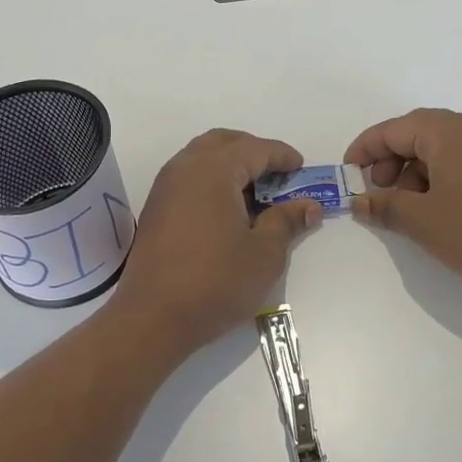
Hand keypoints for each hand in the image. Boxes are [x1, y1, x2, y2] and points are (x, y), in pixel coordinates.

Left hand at [110, 129, 319, 357]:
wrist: (152, 318)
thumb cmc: (215, 282)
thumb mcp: (264, 254)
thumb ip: (287, 221)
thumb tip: (308, 206)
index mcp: (213, 170)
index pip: (255, 149)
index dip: (282, 156)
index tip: (302, 168)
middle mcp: (185, 168)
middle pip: (224, 142)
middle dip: (254, 152)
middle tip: (278, 175)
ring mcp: (165, 187)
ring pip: (202, 157)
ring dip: (231, 165)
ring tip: (256, 193)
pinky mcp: (156, 208)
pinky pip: (189, 177)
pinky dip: (212, 180)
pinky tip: (228, 210)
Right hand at [344, 109, 461, 291]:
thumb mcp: (423, 221)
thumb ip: (385, 207)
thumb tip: (359, 202)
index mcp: (445, 132)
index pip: (392, 130)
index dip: (364, 150)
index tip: (347, 175)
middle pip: (415, 135)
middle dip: (389, 162)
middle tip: (378, 194)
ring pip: (439, 151)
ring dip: (414, 175)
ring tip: (408, 210)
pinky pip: (460, 164)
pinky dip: (438, 181)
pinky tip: (438, 213)